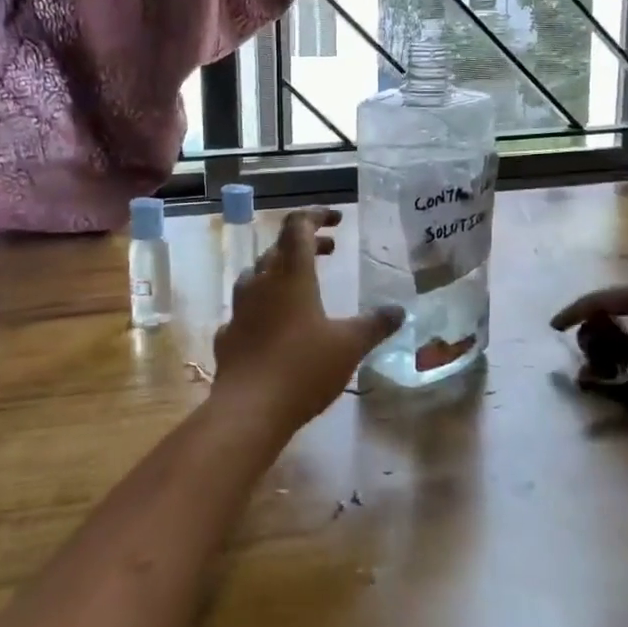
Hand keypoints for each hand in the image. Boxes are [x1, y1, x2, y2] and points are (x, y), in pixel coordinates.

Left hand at [211, 208, 403, 432]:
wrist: (248, 411)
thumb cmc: (303, 368)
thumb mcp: (350, 345)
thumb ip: (375, 324)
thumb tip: (399, 310)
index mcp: (292, 275)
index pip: (299, 226)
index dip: (317, 215)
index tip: (338, 219)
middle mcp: (262, 283)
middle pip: (279, 247)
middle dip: (306, 243)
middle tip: (331, 250)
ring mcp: (240, 309)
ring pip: (257, 274)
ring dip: (280, 270)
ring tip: (301, 283)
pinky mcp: (228, 336)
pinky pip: (246, 309)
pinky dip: (263, 306)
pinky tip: (274, 324)